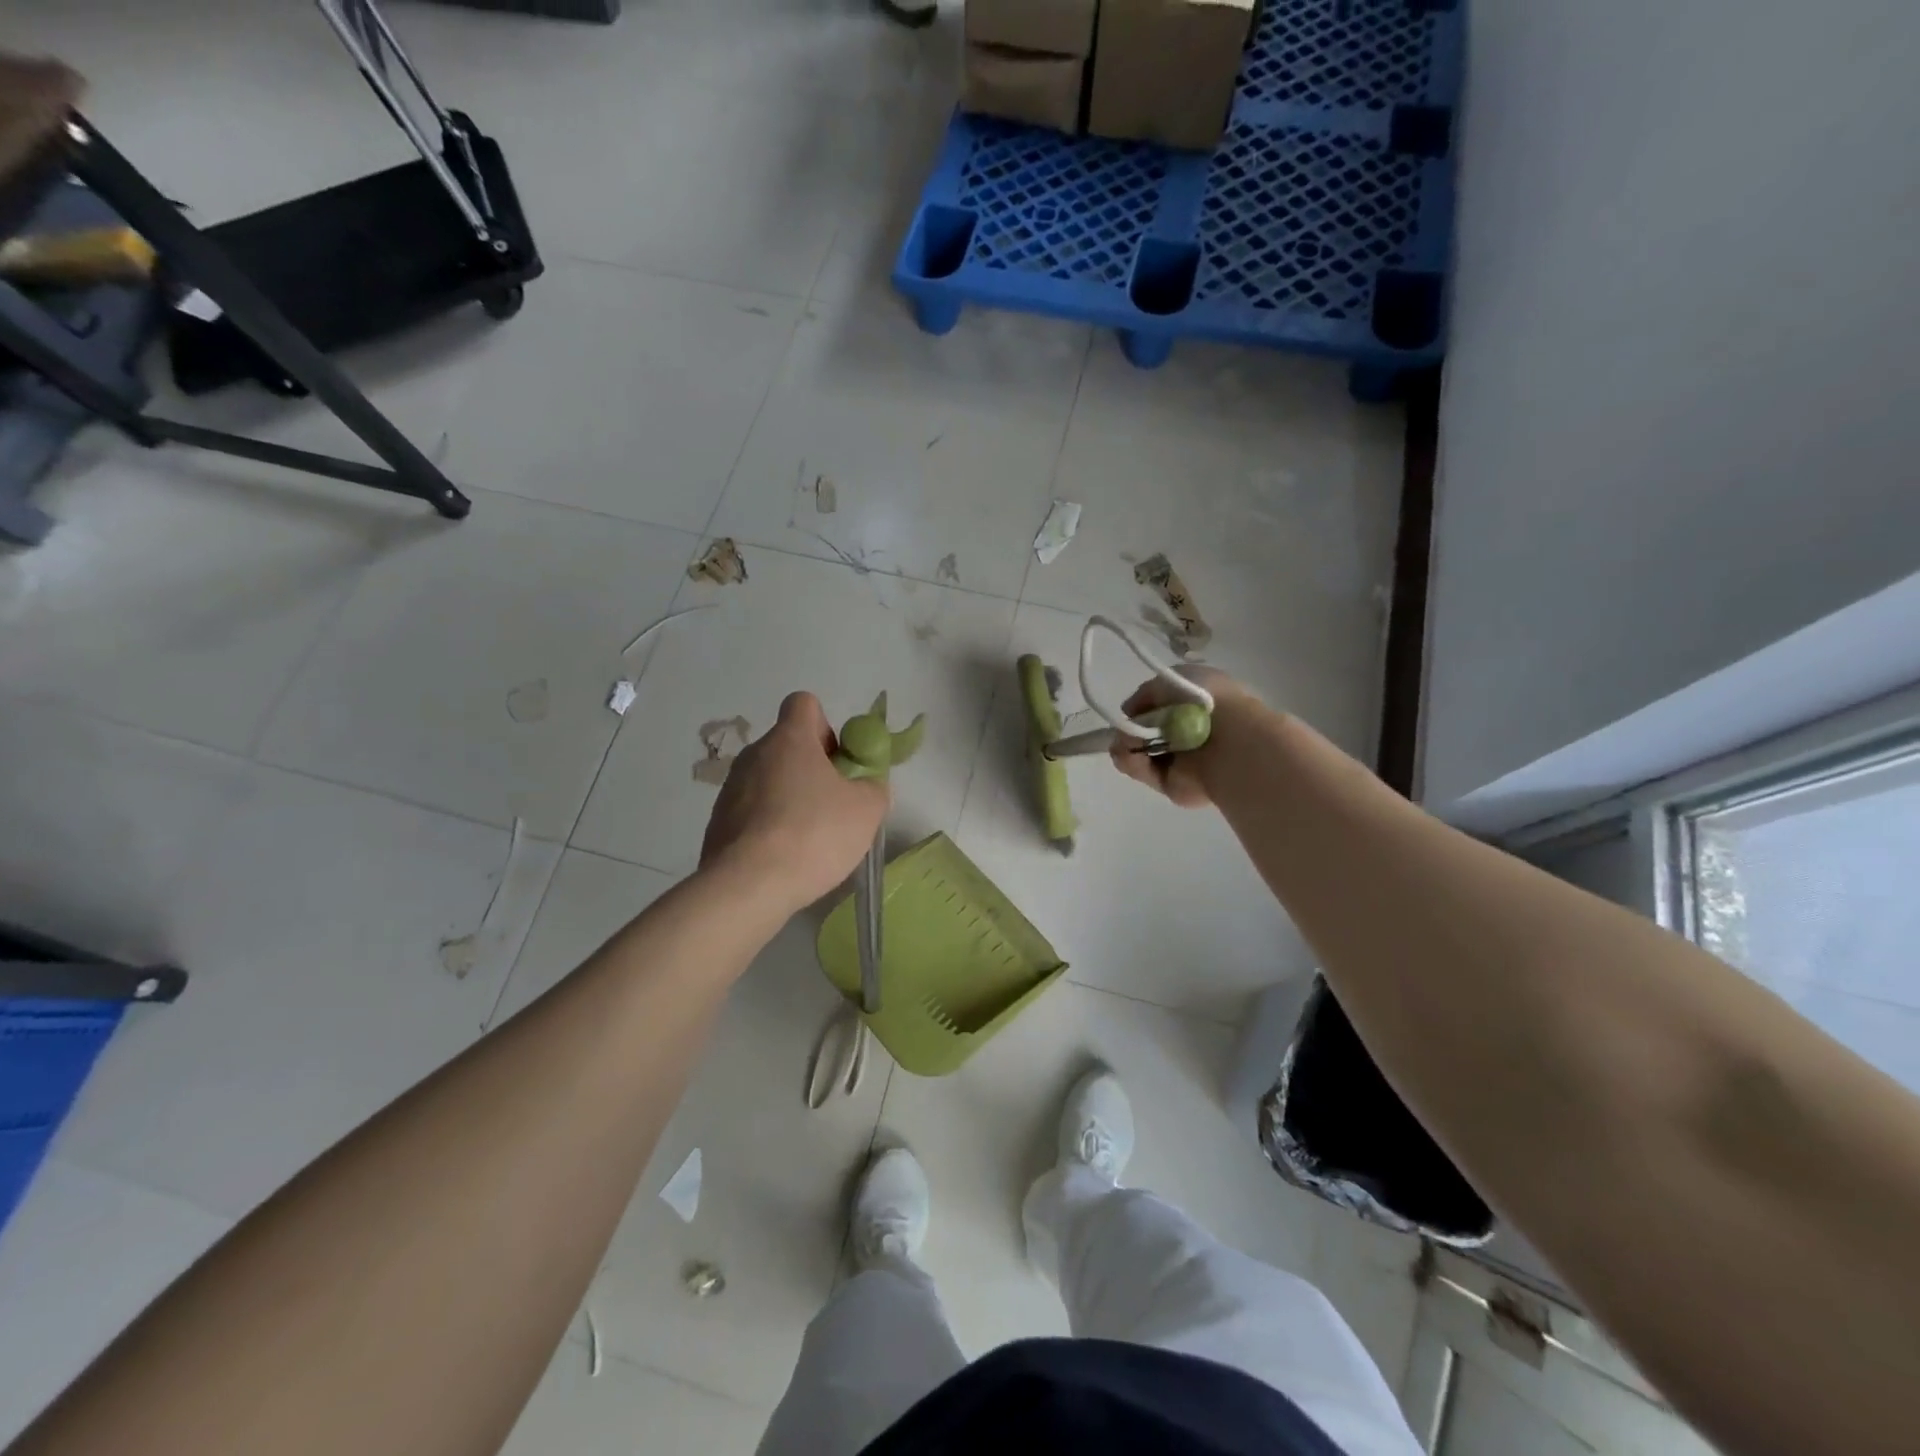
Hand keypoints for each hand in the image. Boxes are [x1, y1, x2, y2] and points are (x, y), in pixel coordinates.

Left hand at [700, 691, 888, 912]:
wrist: (748, 886)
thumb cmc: (813, 834)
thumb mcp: (866, 810)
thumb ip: (873, 787)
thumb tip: (866, 785)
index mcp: (789, 739)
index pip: (804, 703)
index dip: (826, 726)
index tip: (839, 761)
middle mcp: (754, 754)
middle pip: (787, 745)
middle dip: (812, 768)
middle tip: (834, 804)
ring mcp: (730, 789)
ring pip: (769, 780)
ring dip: (790, 798)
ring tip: (810, 838)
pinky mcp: (718, 823)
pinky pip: (752, 812)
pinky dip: (770, 826)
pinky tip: (785, 857)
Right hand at [1109, 666, 1258, 807]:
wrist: (1229, 739)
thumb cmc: (1204, 700)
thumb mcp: (1172, 679)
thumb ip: (1146, 693)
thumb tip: (1130, 712)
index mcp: (1194, 707)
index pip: (1158, 709)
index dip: (1140, 709)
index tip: (1131, 710)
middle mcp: (1187, 735)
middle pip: (1143, 733)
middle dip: (1128, 730)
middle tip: (1125, 730)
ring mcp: (1180, 763)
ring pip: (1138, 754)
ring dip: (1126, 745)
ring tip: (1129, 742)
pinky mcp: (1172, 785)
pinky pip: (1143, 772)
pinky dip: (1132, 763)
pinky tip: (1131, 755)